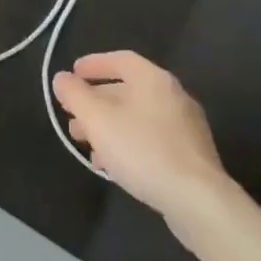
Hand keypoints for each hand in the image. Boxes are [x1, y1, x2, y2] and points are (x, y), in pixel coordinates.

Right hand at [52, 51, 228, 223]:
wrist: (198, 201)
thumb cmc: (142, 150)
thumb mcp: (97, 119)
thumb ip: (75, 95)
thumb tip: (62, 78)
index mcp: (153, 79)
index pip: (120, 59)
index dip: (94, 64)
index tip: (72, 73)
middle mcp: (173, 96)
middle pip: (128, 90)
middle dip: (96, 102)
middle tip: (72, 117)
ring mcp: (185, 127)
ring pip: (138, 117)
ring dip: (109, 126)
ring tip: (87, 146)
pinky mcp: (191, 156)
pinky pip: (151, 139)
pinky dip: (128, 143)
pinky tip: (112, 165)